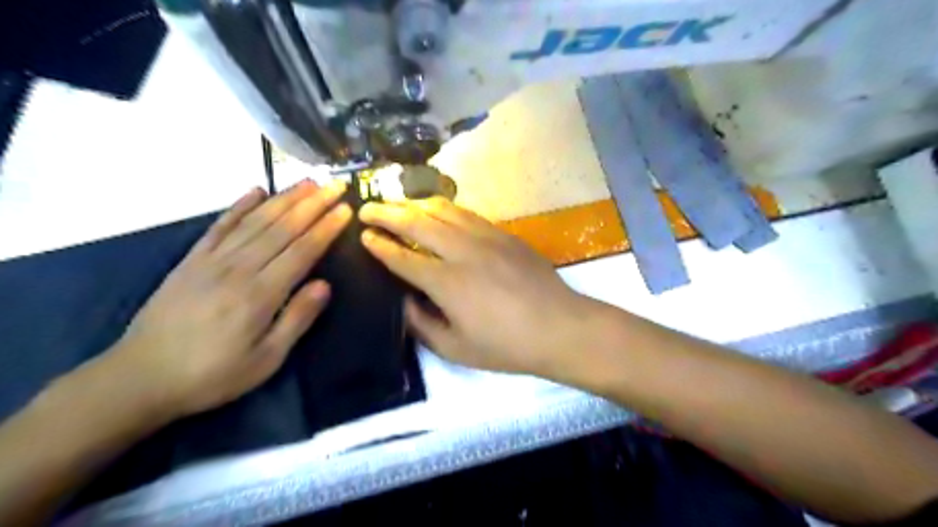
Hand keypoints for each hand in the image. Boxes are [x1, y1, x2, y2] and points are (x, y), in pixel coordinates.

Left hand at [105, 181, 352, 419]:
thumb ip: (297, 319)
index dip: (326, 228)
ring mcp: (212, 260)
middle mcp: (238, 268)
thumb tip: (325, 285)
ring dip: (284, 198)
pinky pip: (219, 226)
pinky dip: (239, 206)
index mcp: (260, 294)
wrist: (140, 378)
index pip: (302, 250)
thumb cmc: (212, 374)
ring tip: (308, 182)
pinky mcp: (191, 260)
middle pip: (282, 228)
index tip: (346, 209)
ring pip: (255, 221)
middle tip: (335, 184)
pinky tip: (255, 190)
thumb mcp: (266, 360)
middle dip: (312, 204)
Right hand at [357, 195, 591, 374]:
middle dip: (387, 213)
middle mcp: (462, 251)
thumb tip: (403, 301)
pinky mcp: (503, 233)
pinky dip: (444, 208)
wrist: (559, 327)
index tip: (363, 235)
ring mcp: (486, 237)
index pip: (402, 257)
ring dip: (414, 204)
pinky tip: (436, 211)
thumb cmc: (506, 346)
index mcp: (447, 282)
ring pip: (442, 209)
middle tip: (367, 208)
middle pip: (417, 222)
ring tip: (397, 203)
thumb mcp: (456, 348)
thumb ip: (422, 324)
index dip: (379, 245)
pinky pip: (466, 213)